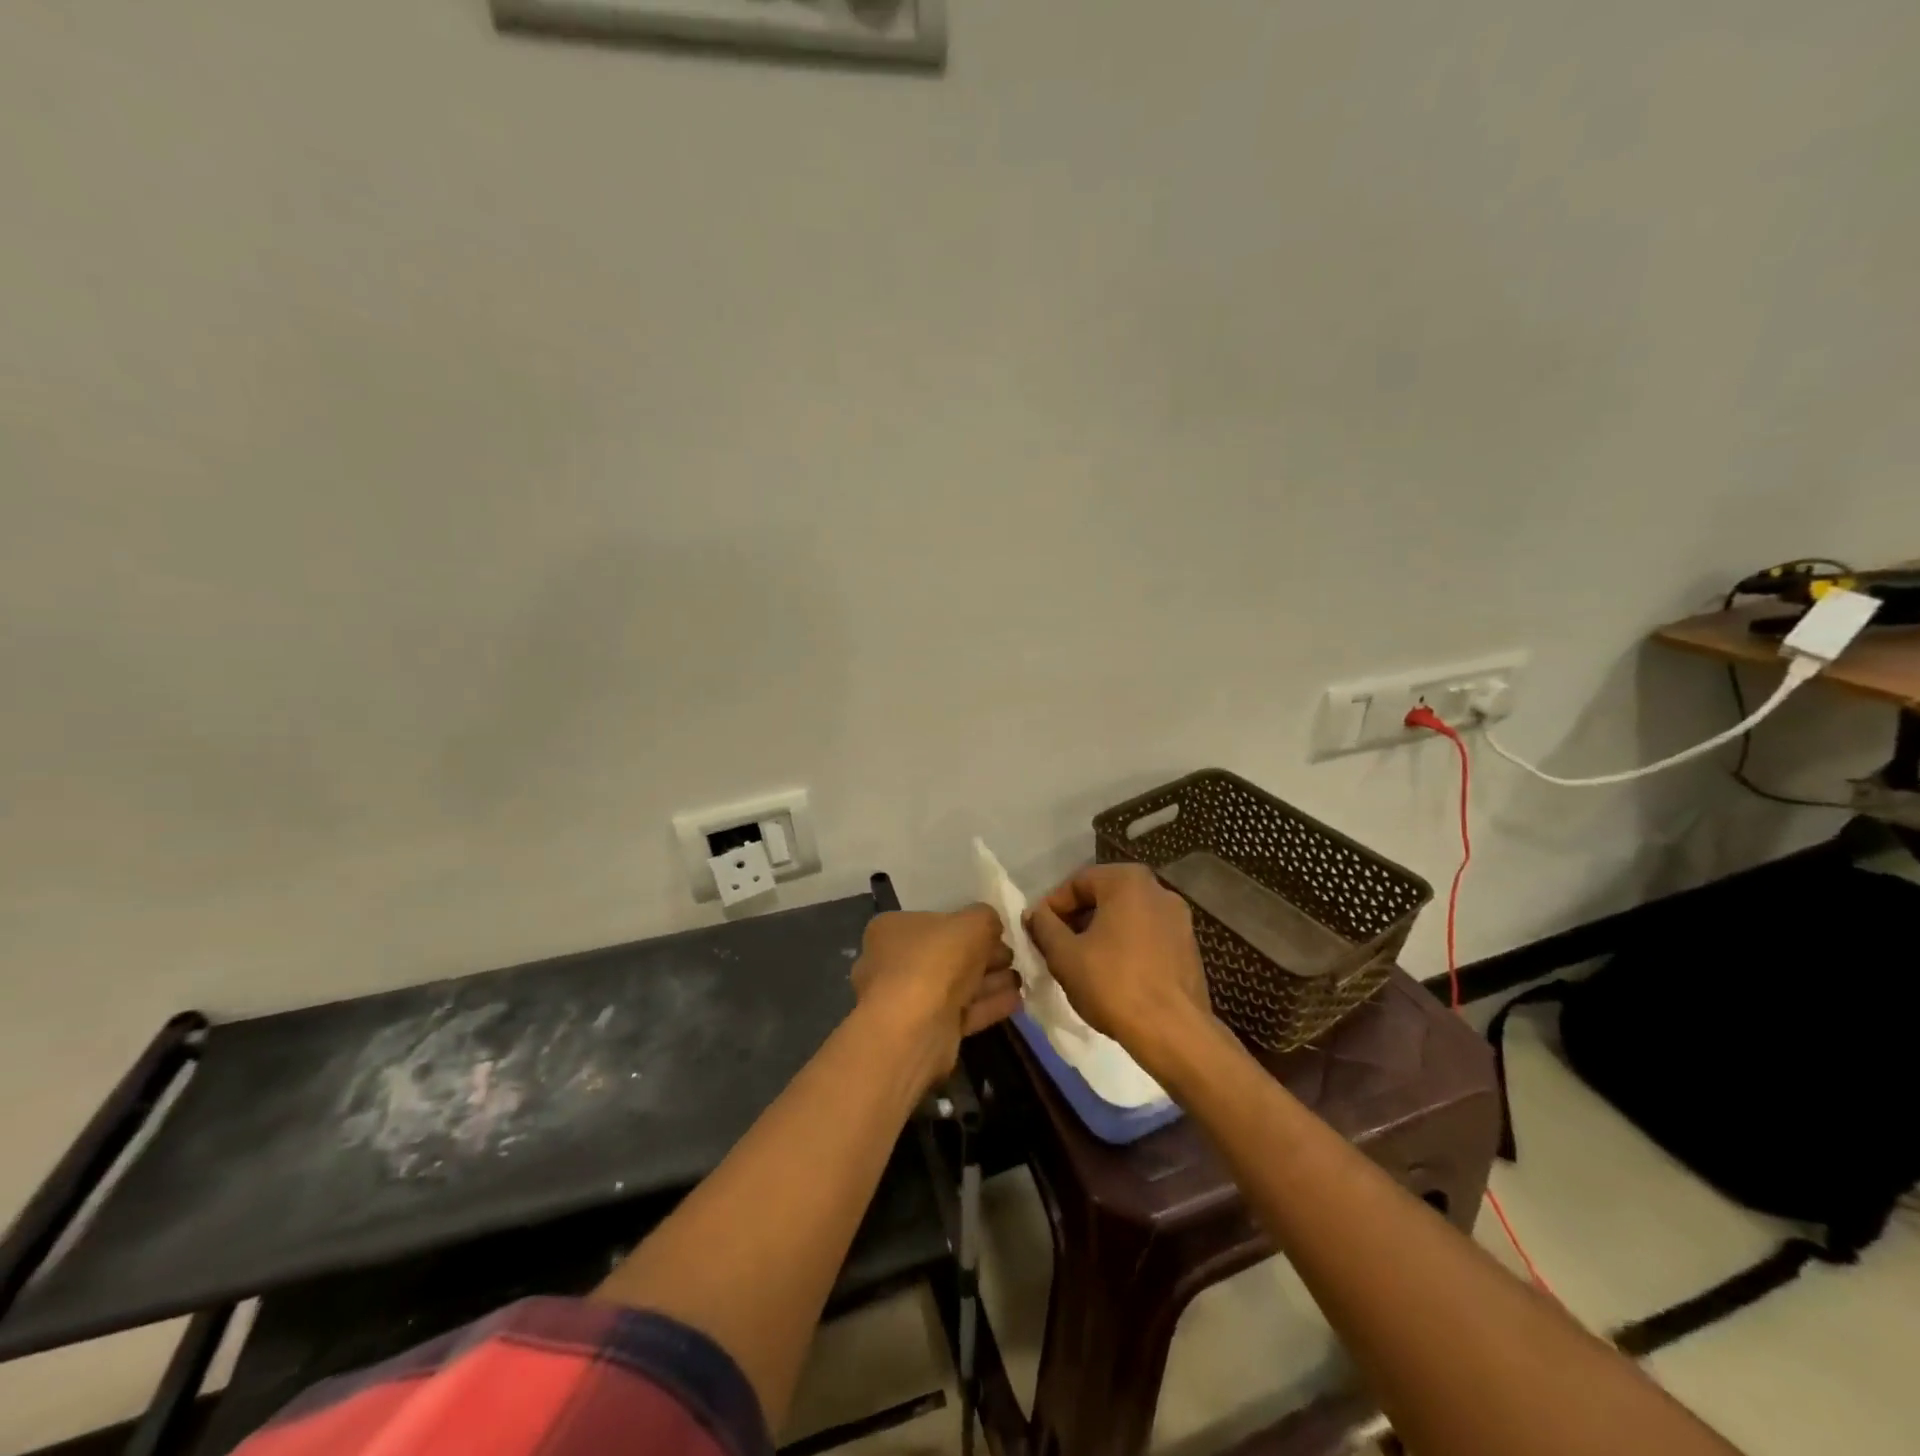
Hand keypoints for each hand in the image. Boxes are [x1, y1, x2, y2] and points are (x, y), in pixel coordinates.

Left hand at [850, 906, 1022, 1085]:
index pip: (935, 921)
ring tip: (1021, 979)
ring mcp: (909, 999)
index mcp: (893, 929)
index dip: (968, 925)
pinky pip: (962, 1011)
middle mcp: (895, 962)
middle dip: (984, 955)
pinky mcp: (927, 1030)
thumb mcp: (972, 923)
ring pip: (957, 985)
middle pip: (948, 954)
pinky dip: (988, 1004)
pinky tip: (1016, 1000)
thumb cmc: (936, 961)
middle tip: (1013, 956)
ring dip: (990, 981)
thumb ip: (986, 917)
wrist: (915, 1028)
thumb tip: (990, 925)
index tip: (997, 932)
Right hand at [1025, 864, 1213, 1058]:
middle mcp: (1158, 890)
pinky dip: (1126, 947)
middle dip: (1076, 920)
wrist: (1173, 1032)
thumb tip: (1035, 914)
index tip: (1038, 933)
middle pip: (1104, 897)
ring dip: (1100, 934)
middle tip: (1056, 948)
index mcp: (1128, 880)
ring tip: (1081, 964)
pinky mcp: (1189, 947)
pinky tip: (1112, 976)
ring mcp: (1179, 918)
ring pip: (1126, 918)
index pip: (1077, 883)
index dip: (1052, 907)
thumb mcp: (1064, 955)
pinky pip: (1147, 936)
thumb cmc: (1113, 984)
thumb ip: (1044, 926)